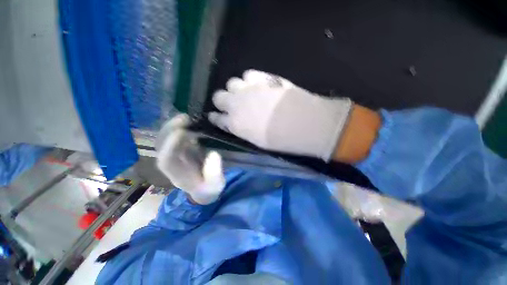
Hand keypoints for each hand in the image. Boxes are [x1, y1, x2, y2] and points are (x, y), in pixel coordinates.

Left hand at [156, 114, 225, 204]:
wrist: (204, 189)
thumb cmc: (209, 188)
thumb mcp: (215, 186)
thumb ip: (214, 174)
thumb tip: (213, 154)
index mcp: (177, 174)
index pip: (166, 160)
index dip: (169, 146)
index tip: (181, 132)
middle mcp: (172, 163)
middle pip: (161, 146)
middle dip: (169, 130)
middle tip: (184, 118)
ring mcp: (175, 155)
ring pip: (164, 139)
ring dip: (172, 126)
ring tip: (186, 116)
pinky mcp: (181, 149)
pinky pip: (174, 136)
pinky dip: (178, 127)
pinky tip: (189, 120)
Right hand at [209, 70, 352, 160]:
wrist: (304, 123)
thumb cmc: (281, 140)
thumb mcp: (258, 141)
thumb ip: (243, 130)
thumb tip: (237, 123)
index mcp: (235, 124)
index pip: (217, 118)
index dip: (215, 117)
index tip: (216, 116)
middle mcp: (237, 105)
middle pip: (218, 96)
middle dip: (222, 100)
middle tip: (231, 104)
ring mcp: (249, 89)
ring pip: (231, 83)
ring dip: (236, 89)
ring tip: (246, 94)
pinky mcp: (263, 79)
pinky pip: (249, 74)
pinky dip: (250, 80)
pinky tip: (258, 86)